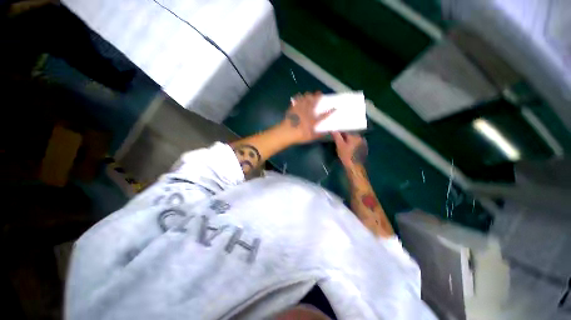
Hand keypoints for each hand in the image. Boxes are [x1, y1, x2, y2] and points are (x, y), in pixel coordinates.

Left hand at [280, 92, 333, 143]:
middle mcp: (308, 113)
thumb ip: (319, 135)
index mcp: (313, 120)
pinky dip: (298, 98)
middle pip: (314, 103)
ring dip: (308, 96)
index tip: (335, 107)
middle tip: (319, 93)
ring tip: (309, 94)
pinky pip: (296, 101)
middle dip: (317, 97)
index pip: (324, 115)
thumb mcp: (311, 138)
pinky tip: (299, 96)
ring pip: (305, 99)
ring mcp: (300, 110)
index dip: (330, 111)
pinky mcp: (293, 109)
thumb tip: (327, 133)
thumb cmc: (299, 136)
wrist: (287, 132)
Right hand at [332, 132, 367, 167]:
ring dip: (349, 140)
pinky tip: (349, 149)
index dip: (340, 132)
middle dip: (345, 136)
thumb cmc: (346, 156)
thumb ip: (336, 136)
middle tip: (338, 140)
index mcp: (355, 135)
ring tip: (343, 144)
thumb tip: (333, 130)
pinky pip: (357, 144)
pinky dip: (353, 145)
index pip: (346, 131)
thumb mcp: (339, 145)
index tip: (335, 135)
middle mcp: (360, 138)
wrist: (355, 167)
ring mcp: (363, 143)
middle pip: (351, 134)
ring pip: (354, 139)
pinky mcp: (364, 149)